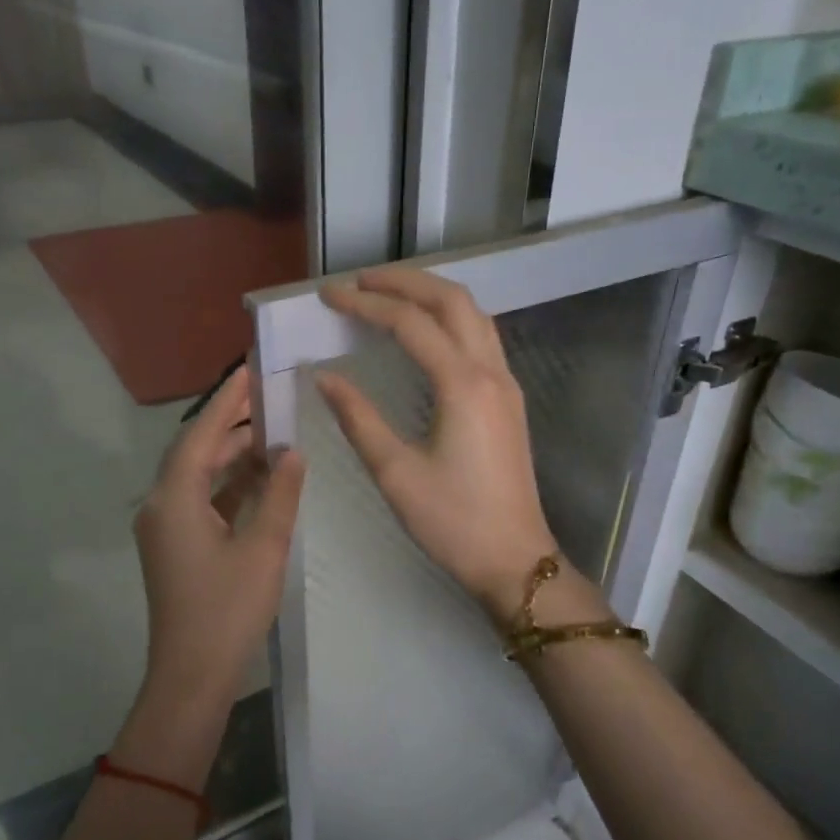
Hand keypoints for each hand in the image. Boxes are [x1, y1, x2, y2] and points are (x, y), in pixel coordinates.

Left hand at [135, 367, 305, 706]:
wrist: (193, 675)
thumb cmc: (228, 609)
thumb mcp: (263, 547)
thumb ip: (279, 494)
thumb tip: (293, 452)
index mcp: (173, 500)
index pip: (199, 436)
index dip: (226, 403)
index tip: (249, 372)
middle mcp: (160, 507)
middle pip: (195, 453)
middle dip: (231, 426)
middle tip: (269, 400)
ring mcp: (165, 529)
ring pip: (197, 478)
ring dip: (231, 457)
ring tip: (272, 434)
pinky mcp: (174, 548)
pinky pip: (200, 502)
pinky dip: (227, 486)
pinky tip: (259, 479)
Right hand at [316, 267, 557, 622]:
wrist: (514, 559)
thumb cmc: (452, 522)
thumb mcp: (395, 473)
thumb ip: (359, 418)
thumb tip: (325, 378)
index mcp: (462, 385)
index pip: (411, 323)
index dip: (367, 304)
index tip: (329, 295)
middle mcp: (491, 372)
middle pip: (451, 301)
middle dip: (404, 282)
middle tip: (359, 281)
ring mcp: (506, 384)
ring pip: (473, 314)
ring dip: (431, 294)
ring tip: (389, 294)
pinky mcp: (509, 400)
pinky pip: (481, 337)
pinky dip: (450, 319)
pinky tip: (425, 331)